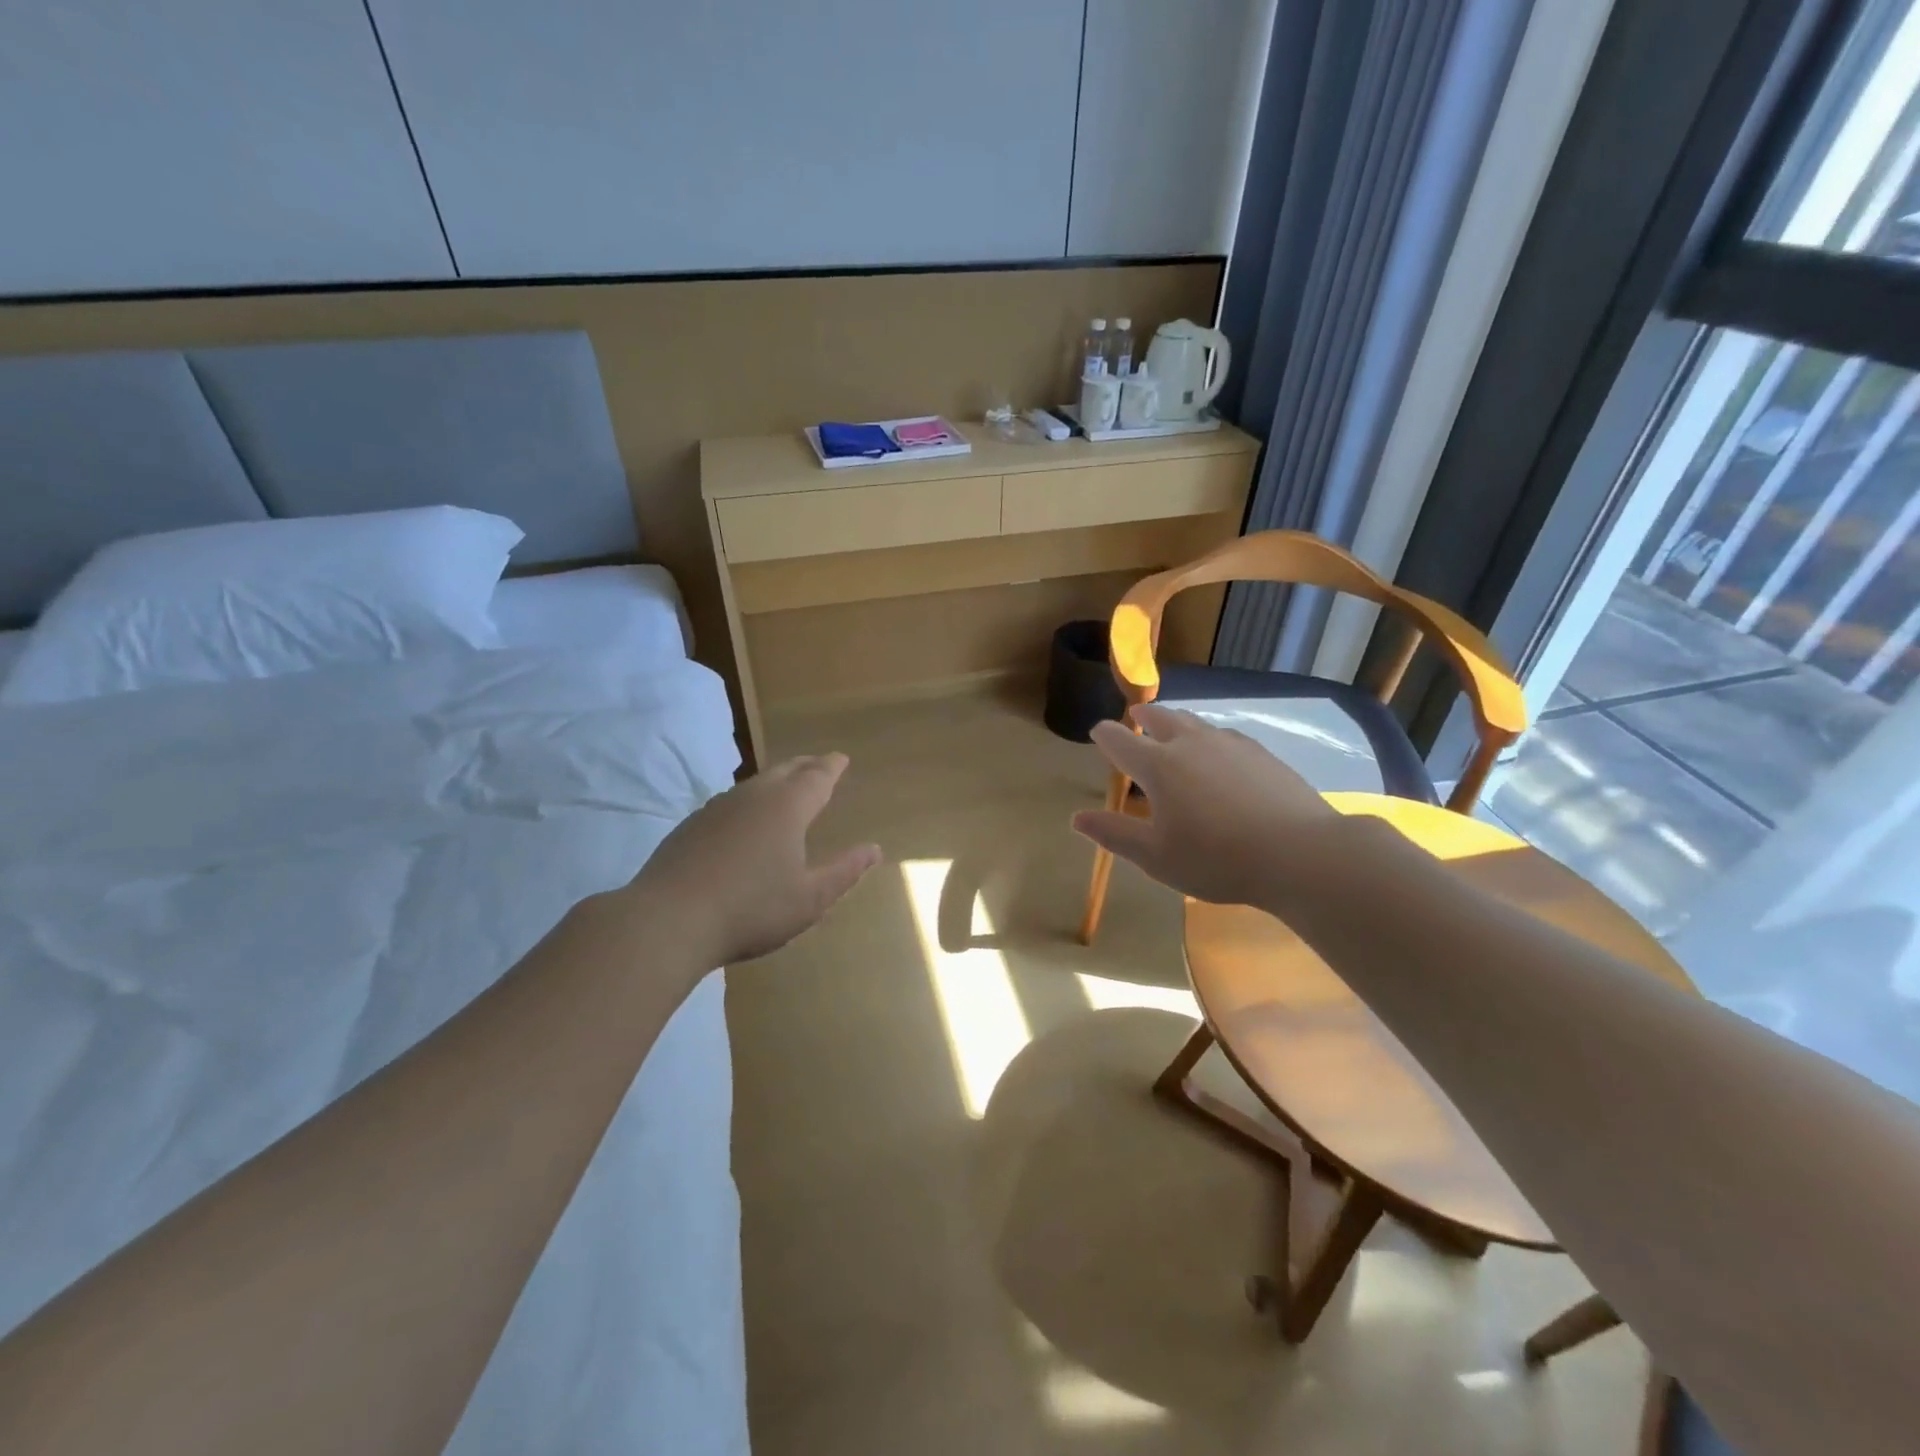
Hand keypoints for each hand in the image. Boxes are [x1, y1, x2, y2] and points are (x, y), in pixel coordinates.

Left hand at [628, 754, 880, 967]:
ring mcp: (717, 808)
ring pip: (754, 784)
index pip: (817, 777)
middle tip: (818, 765)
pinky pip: (731, 802)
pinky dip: (748, 801)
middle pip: (784, 770)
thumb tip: (874, 849)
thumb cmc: (751, 909)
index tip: (841, 758)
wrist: (668, 920)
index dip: (832, 767)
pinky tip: (744, 820)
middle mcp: (753, 796)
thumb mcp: (810, 899)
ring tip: (785, 788)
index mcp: (787, 807)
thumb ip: (844, 871)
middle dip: (805, 766)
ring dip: (775, 781)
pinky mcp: (691, 825)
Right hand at [1072, 704, 1333, 911]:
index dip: (1105, 735)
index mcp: (1158, 766)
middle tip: (1136, 717)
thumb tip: (1077, 818)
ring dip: (1177, 721)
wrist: (1298, 852)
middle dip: (1143, 716)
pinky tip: (1218, 752)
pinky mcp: (1261, 753)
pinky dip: (1209, 737)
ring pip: (1195, 722)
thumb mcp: (1156, 856)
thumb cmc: (1216, 858)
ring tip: (1173, 727)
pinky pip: (1224, 735)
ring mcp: (1229, 744)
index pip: (1121, 741)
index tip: (1098, 732)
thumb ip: (1115, 834)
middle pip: (1160, 718)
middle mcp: (1190, 744)